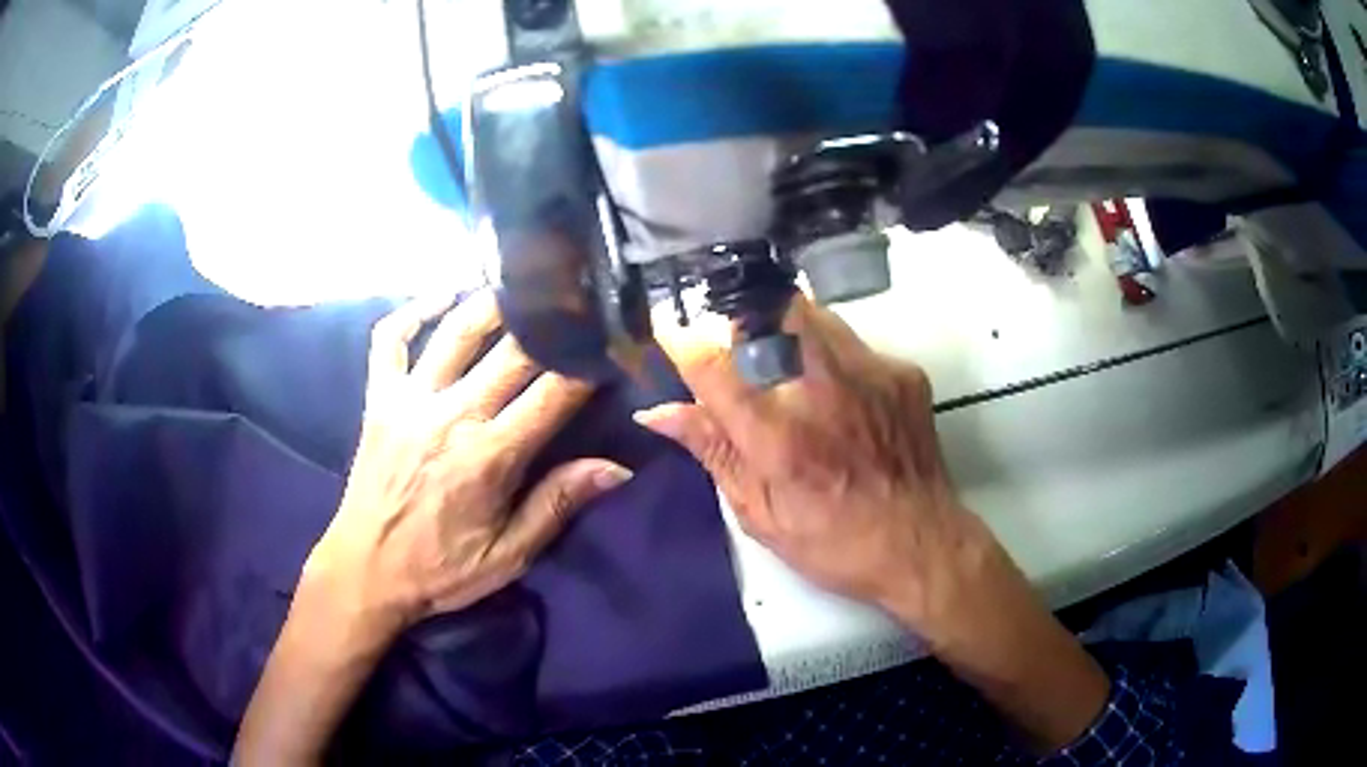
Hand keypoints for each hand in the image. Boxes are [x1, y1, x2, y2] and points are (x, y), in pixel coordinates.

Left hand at [237, 294, 629, 764]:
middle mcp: (451, 415)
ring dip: (492, 302)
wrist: (366, 569)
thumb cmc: (440, 569)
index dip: (588, 365)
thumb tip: (616, 467)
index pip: (554, 394)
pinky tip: (441, 294)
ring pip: (457, 332)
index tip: (609, 344)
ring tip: (522, 282)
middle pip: (513, 352)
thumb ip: (558, 504)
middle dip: (551, 322)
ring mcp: (409, 400)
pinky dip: (413, 310)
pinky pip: (391, 340)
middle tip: (577, 299)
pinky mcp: (378, 398)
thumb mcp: (508, 555)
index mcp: (490, 456)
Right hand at [639, 296, 1108, 751]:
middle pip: (764, 311)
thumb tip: (658, 412)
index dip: (680, 338)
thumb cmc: (831, 541)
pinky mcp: (901, 370)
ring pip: (808, 312)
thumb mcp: (758, 512)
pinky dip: (828, 350)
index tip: (669, 328)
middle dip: (737, 317)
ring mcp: (868, 371)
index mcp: (775, 435)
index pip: (710, 362)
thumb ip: (712, 450)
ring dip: (782, 327)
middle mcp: (819, 388)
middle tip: (734, 343)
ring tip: (783, 362)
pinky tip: (835, 389)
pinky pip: (850, 338)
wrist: (919, 543)